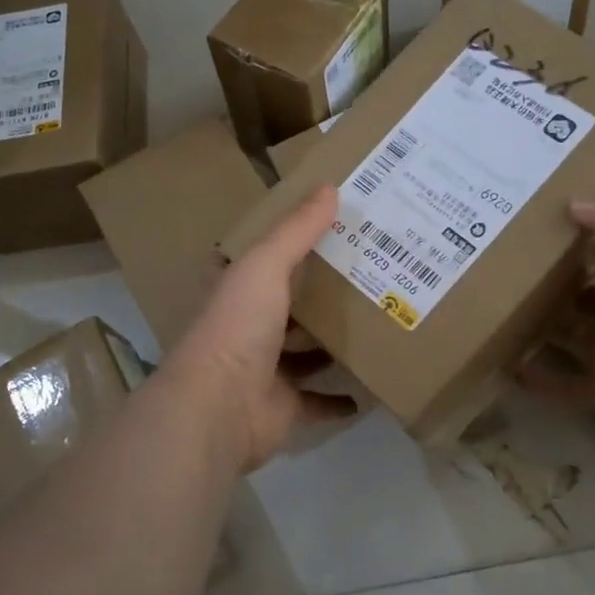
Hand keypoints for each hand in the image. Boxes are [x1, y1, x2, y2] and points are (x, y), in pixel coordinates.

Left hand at [161, 184, 355, 472]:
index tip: (334, 232)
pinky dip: (338, 399)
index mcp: (237, 292)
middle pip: (290, 308)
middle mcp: (248, 329)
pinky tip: (367, 390)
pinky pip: (317, 401)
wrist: (219, 407)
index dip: (293, 247)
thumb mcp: (265, 266)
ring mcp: (264, 371)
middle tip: (370, 279)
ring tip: (375, 327)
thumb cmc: (237, 327)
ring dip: (330, 346)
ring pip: (304, 353)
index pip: (264, 262)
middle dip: (321, 297)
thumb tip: (329, 186)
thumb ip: (296, 230)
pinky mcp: (282, 407)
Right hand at [519, 195, 594, 463]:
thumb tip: (572, 204)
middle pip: (577, 287)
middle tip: (495, 257)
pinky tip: (504, 361)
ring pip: (563, 331)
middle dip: (545, 275)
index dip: (579, 230)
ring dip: (533, 321)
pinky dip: (536, 376)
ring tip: (489, 303)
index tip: (534, 214)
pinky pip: (562, 382)